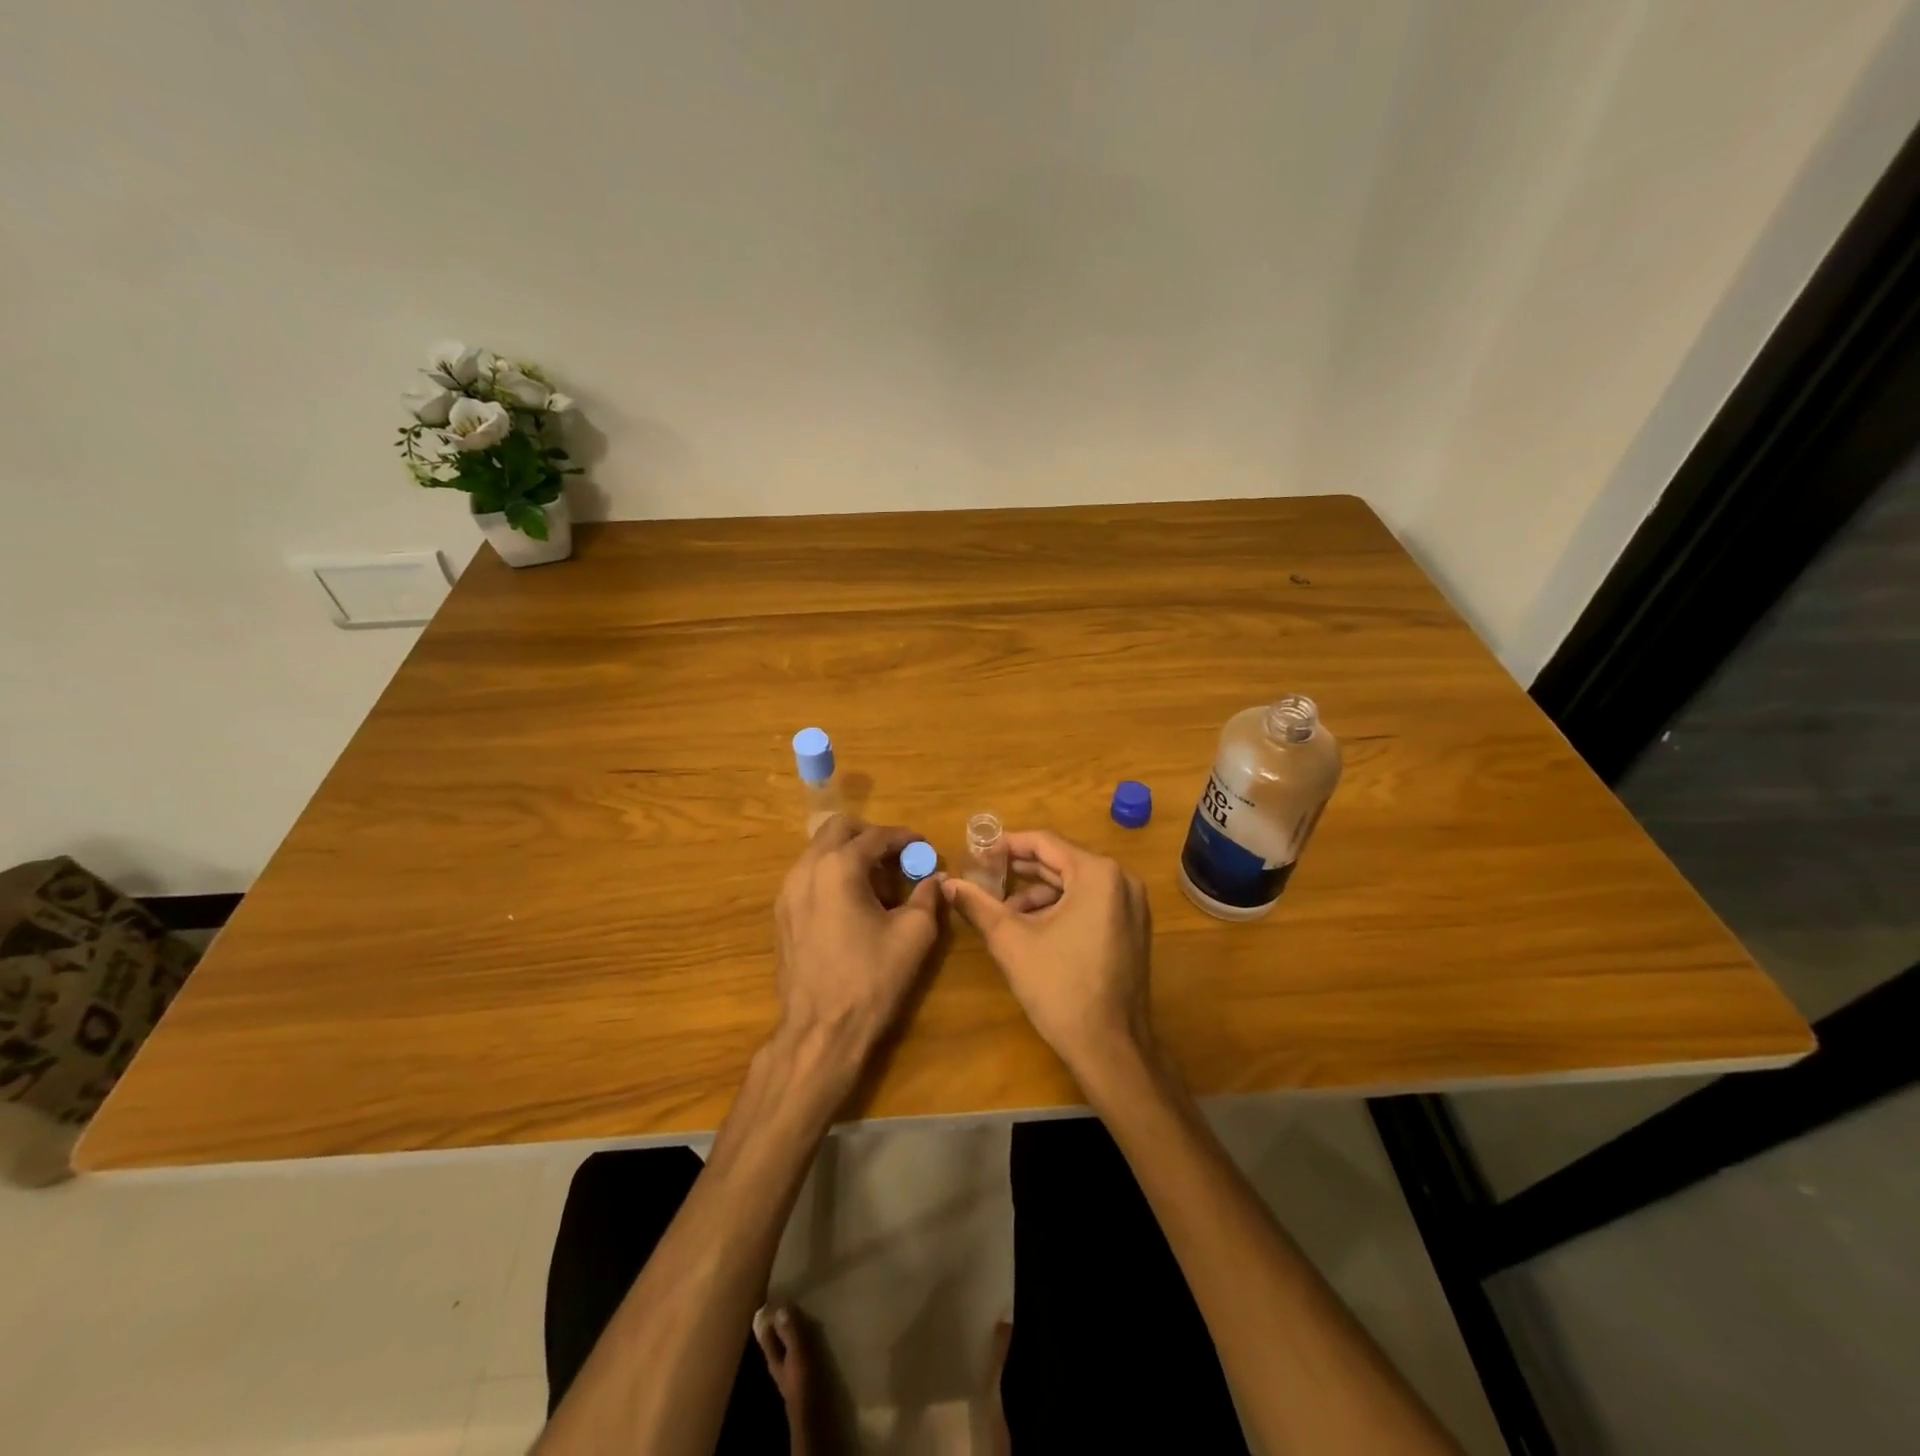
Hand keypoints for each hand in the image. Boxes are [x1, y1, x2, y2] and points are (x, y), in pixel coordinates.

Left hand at [773, 816, 942, 1071]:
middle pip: (838, 828)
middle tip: (897, 858)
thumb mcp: (913, 935)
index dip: (905, 838)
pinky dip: (832, 874)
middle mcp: (807, 868)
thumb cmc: (871, 979)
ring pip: (819, 850)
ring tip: (878, 884)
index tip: (924, 848)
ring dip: (850, 854)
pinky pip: (809, 875)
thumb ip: (927, 897)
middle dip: (871, 836)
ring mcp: (788, 890)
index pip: (876, 836)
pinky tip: (853, 904)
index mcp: (839, 867)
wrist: (820, 1030)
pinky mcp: (781, 913)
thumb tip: (935, 879)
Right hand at [942, 831, 1154, 1082]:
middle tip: (985, 876)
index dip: (1007, 844)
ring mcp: (1132, 906)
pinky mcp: (1133, 928)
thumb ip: (978, 905)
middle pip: (1062, 861)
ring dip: (1039, 892)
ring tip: (1003, 911)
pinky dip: (1061, 907)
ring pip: (1075, 884)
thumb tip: (948, 883)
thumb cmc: (1059, 988)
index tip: (978, 852)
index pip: (1045, 842)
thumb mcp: (1011, 941)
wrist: (1110, 1048)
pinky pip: (1091, 903)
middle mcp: (1122, 880)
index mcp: (1097, 874)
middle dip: (1021, 869)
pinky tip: (1033, 927)